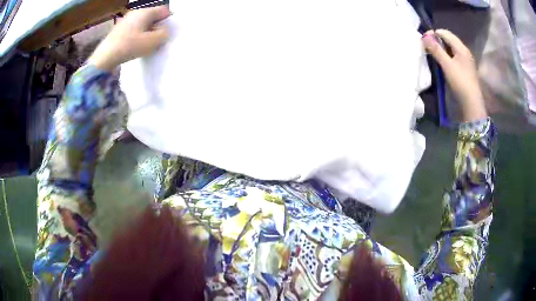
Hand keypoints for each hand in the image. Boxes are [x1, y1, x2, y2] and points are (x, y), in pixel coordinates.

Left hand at [89, 6, 170, 70]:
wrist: (104, 57)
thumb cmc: (130, 46)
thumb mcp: (152, 42)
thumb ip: (164, 34)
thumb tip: (164, 31)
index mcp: (146, 12)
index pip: (164, 10)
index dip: (169, 20)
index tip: (168, 32)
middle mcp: (136, 12)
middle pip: (153, 16)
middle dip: (157, 26)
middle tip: (157, 40)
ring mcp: (126, 20)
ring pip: (143, 23)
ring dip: (147, 31)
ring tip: (145, 44)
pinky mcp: (118, 29)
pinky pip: (133, 28)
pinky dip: (137, 35)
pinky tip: (134, 45)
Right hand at [423, 29, 487, 121]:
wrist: (472, 103)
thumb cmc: (460, 82)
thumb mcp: (447, 65)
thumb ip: (436, 49)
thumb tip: (424, 36)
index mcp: (461, 48)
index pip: (445, 33)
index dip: (434, 33)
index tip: (424, 38)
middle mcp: (464, 51)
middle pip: (449, 40)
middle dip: (437, 40)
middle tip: (427, 45)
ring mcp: (466, 61)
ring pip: (451, 48)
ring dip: (442, 48)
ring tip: (433, 53)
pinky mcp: (465, 69)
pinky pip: (454, 56)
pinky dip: (447, 55)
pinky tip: (443, 61)